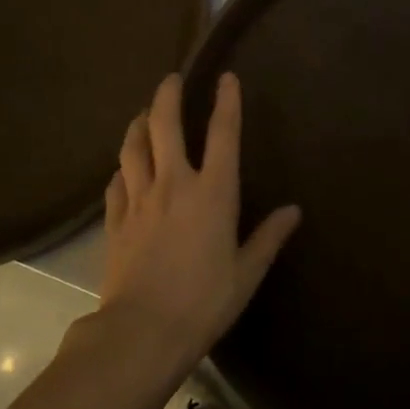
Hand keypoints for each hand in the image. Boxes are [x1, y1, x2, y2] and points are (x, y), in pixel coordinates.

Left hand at [100, 72, 300, 366]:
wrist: (142, 331)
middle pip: (166, 126)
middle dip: (168, 96)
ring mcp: (139, 200)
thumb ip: (269, 237)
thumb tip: (294, 211)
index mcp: (213, 193)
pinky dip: (121, 169)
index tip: (227, 77)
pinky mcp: (115, 222)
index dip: (227, 102)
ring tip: (144, 115)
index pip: (223, 134)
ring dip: (139, 125)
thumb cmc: (204, 301)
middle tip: (171, 80)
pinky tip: (123, 169)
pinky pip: (116, 183)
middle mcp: (174, 185)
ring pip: (133, 148)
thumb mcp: (247, 272)